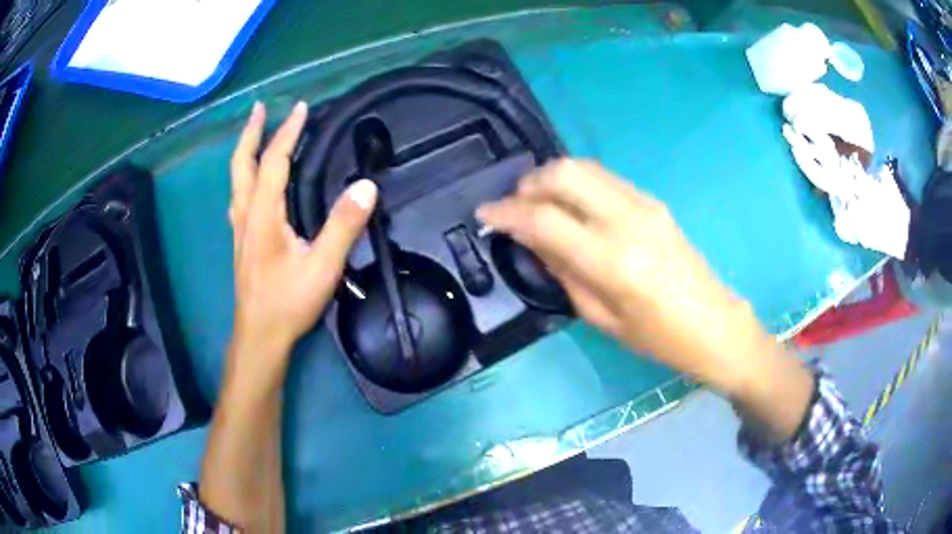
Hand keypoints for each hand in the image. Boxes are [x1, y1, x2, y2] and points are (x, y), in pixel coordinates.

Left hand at [228, 101, 376, 390]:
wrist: (260, 335)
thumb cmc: (288, 302)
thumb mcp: (322, 267)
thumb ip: (343, 225)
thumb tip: (366, 186)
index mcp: (263, 215)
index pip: (274, 162)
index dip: (288, 132)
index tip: (303, 108)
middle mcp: (246, 215)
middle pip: (241, 164)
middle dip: (251, 132)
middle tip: (260, 107)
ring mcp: (240, 228)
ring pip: (236, 179)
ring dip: (245, 150)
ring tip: (255, 132)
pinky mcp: (242, 240)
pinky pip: (239, 195)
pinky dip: (245, 173)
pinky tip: (252, 178)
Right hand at [477, 159, 768, 395]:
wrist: (713, 322)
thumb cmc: (657, 336)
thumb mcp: (601, 316)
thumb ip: (562, 270)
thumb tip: (530, 238)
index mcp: (612, 261)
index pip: (544, 218)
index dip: (506, 212)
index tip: (484, 214)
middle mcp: (627, 219)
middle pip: (564, 172)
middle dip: (529, 183)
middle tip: (516, 207)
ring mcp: (644, 203)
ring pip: (584, 166)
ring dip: (553, 178)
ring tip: (540, 204)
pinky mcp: (653, 200)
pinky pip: (603, 177)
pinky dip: (577, 184)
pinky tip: (573, 207)